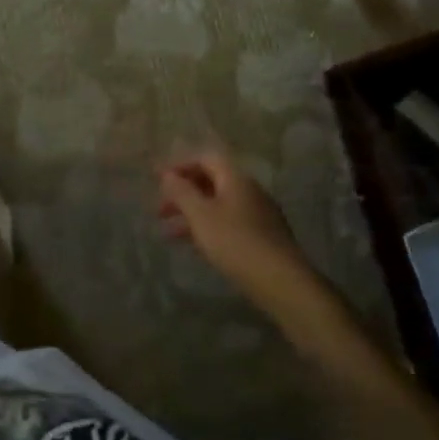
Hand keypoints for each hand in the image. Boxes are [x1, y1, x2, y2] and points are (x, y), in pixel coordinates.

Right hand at [157, 148, 312, 304]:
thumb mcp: (200, 215)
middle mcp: (249, 191)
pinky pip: (228, 223)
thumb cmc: (234, 242)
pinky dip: (207, 229)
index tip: (158, 180)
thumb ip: (181, 192)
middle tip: (159, 210)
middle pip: (211, 182)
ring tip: (168, 234)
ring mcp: (258, 214)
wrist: (280, 280)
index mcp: (235, 179)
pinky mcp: (262, 237)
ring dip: (191, 214)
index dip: (180, 166)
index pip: (205, 159)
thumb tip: (167, 174)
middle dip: (183, 193)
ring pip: (218, 206)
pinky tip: (195, 246)